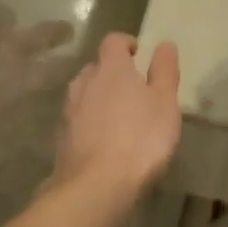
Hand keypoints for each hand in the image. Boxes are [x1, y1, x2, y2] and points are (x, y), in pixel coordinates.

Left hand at [52, 34, 180, 195]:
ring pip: (85, 93)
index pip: (113, 41)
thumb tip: (164, 44)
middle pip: (97, 67)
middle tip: (134, 91)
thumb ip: (165, 71)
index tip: (139, 55)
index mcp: (111, 69)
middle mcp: (84, 82)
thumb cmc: (141, 138)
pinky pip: (78, 119)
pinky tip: (104, 141)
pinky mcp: (61, 137)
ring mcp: (68, 110)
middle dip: (113, 74)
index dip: (126, 44)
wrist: (97, 185)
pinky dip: (90, 122)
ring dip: (100, 98)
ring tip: (119, 117)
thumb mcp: (165, 102)